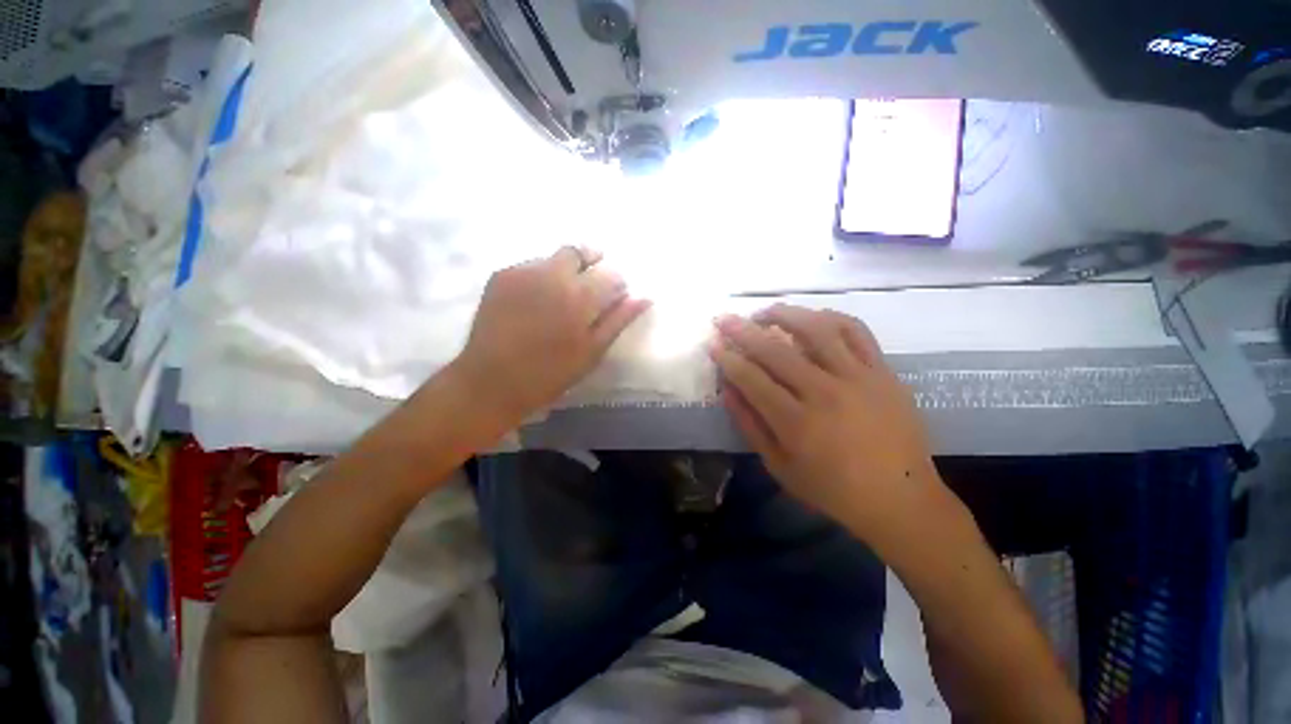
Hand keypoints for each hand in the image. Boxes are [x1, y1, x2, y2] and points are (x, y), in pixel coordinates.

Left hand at [455, 246, 650, 424]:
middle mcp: (552, 274)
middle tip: (589, 288)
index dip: (616, 285)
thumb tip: (644, 297)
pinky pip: (531, 265)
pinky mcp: (501, 275)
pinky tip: (537, 300)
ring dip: (566, 269)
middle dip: (592, 264)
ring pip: (555, 257)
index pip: (610, 275)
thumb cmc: (550, 373)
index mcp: (580, 297)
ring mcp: (523, 271)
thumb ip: (618, 320)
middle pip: (580, 253)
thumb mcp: (592, 351)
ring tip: (560, 296)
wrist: (492, 381)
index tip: (614, 298)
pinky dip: (542, 275)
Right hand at [710, 304, 938, 538]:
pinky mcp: (883, 372)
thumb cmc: (833, 490)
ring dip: (785, 314)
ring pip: (817, 330)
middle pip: (776, 351)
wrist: (901, 499)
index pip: (752, 379)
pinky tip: (813, 317)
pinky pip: (856, 332)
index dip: (728, 359)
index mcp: (797, 423)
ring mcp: (858, 378)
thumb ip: (750, 425)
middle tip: (724, 318)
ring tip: (766, 311)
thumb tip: (727, 389)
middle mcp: (825, 393)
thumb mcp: (779, 466)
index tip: (714, 345)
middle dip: (743, 331)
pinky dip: (831, 318)